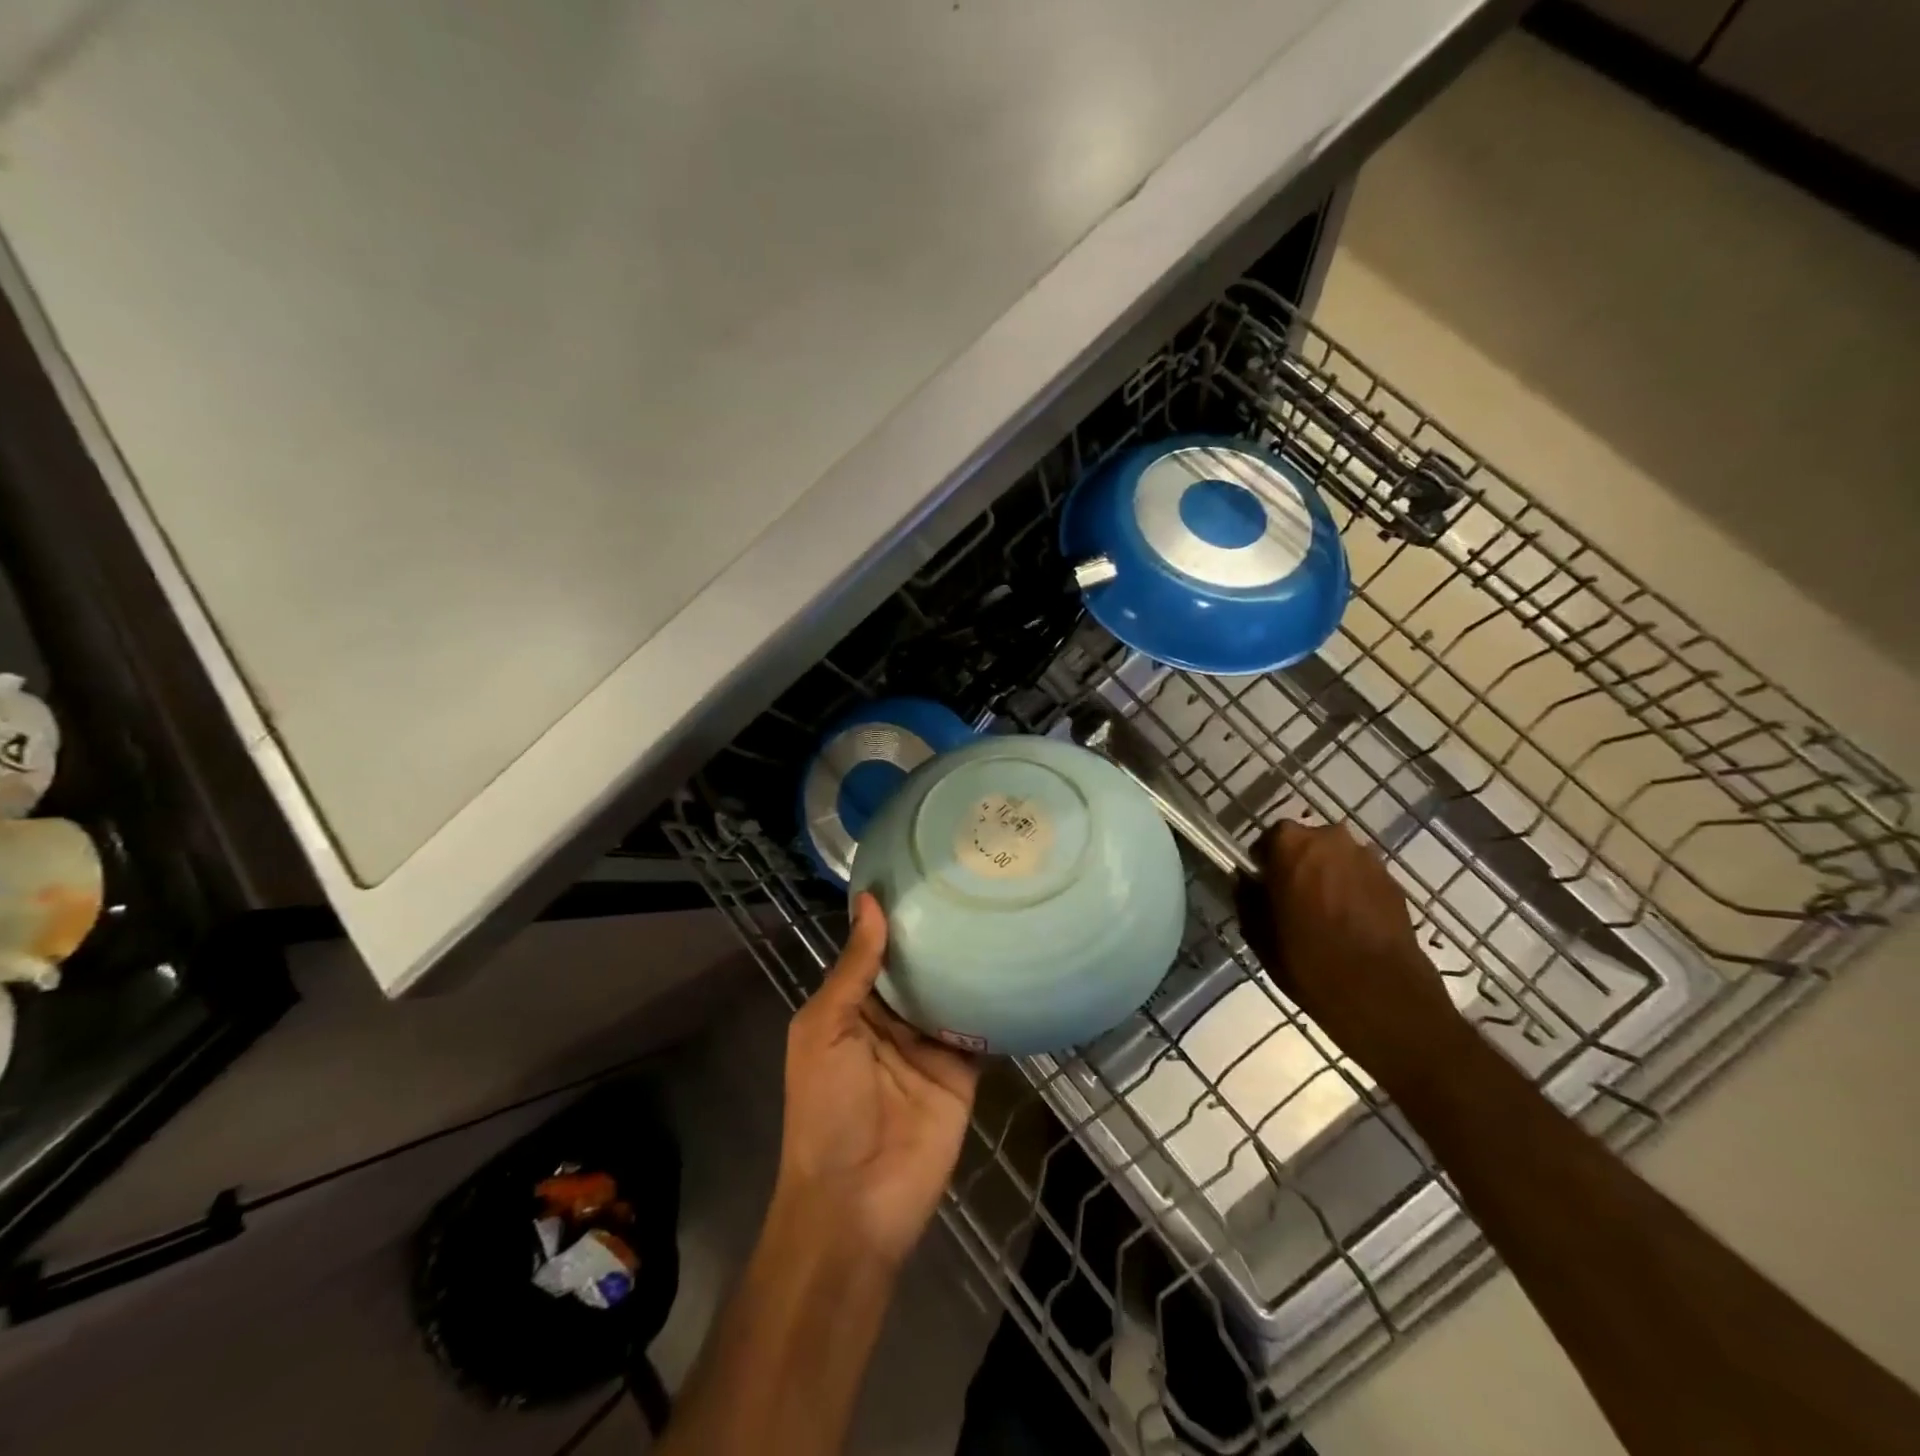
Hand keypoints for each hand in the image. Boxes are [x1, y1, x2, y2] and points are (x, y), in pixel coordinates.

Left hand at [775, 893, 979, 1265]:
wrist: (857, 1204)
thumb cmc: (826, 1109)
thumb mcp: (824, 1029)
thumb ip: (853, 969)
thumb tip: (870, 902)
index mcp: (853, 1008)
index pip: (877, 951)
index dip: (895, 916)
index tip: (922, 870)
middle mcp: (893, 1020)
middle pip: (919, 968)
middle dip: (938, 933)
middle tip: (973, 878)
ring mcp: (930, 1045)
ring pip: (951, 992)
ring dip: (969, 961)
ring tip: (999, 907)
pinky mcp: (963, 1070)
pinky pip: (981, 1028)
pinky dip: (996, 1002)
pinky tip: (1018, 961)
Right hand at [1237, 820, 1467, 1095]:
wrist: (1381, 994)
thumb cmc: (1308, 960)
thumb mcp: (1258, 934)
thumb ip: (1247, 898)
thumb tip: (1247, 882)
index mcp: (1291, 844)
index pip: (1269, 838)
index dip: (1265, 862)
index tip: (1264, 887)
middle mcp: (1331, 839)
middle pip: (1307, 845)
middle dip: (1299, 866)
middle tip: (1292, 901)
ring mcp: (1368, 859)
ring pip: (1337, 861)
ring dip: (1328, 878)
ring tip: (1324, 916)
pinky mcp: (1394, 883)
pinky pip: (1361, 879)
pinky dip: (1353, 893)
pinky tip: (1350, 926)